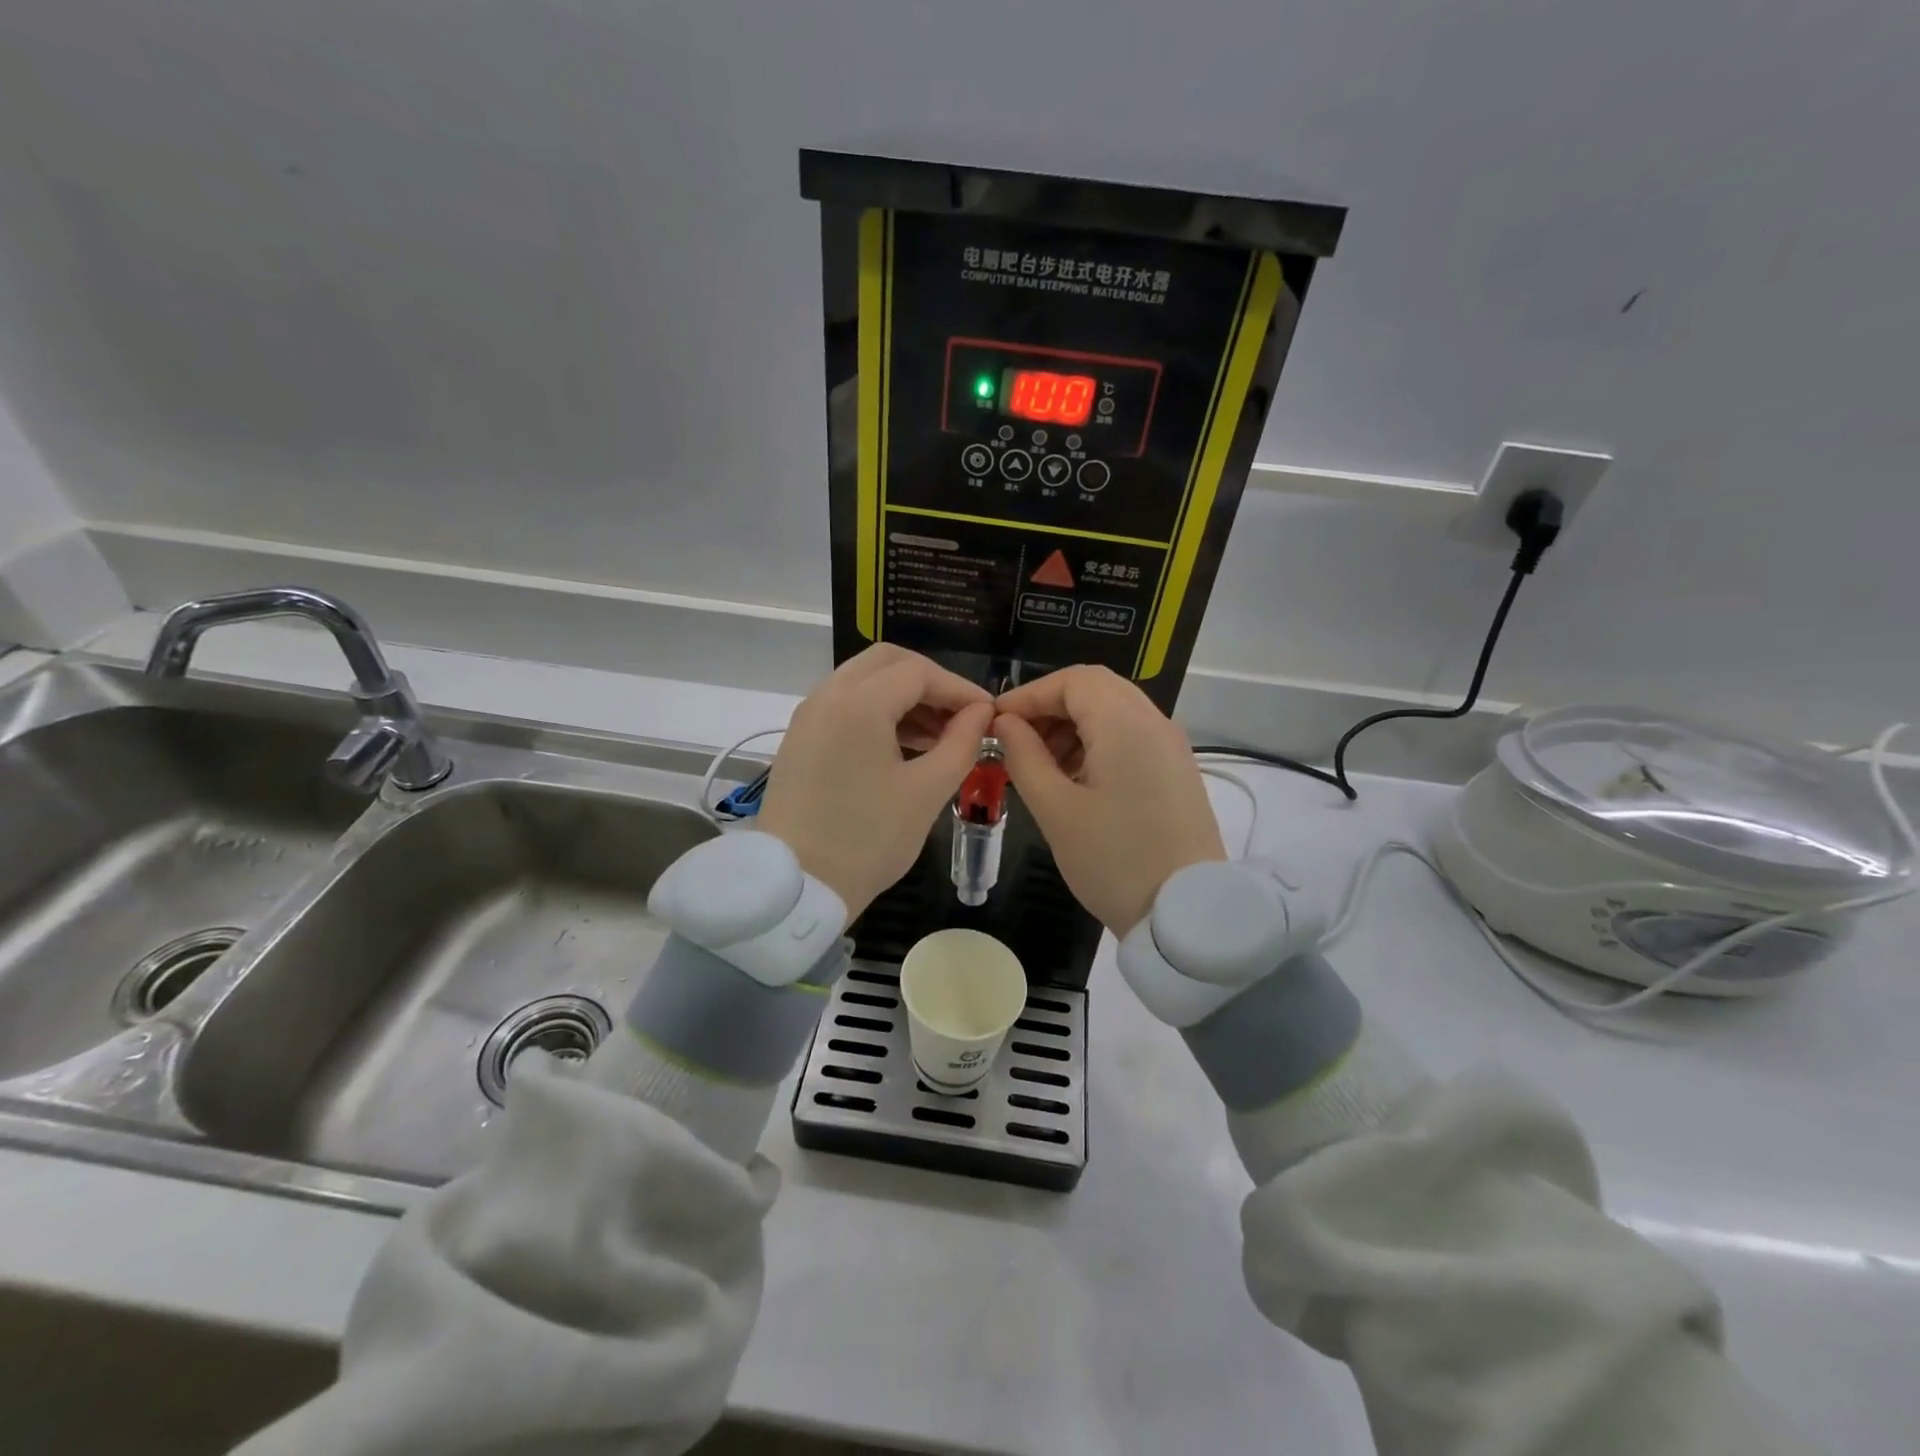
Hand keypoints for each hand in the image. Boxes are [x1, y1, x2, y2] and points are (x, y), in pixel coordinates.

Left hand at [759, 645, 994, 919]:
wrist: (796, 888)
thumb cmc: (868, 840)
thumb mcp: (927, 792)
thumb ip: (961, 743)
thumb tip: (981, 714)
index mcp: (858, 703)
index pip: (919, 673)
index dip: (960, 689)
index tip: (988, 714)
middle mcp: (827, 696)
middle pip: (887, 662)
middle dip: (930, 682)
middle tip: (960, 716)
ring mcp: (808, 716)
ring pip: (864, 681)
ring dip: (904, 697)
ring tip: (940, 735)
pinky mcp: (800, 739)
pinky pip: (845, 705)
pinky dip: (878, 712)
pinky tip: (904, 746)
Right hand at [994, 666, 1224, 935]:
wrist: (1188, 914)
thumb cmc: (1114, 860)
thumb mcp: (1056, 810)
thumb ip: (1024, 756)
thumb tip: (1005, 724)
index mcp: (1126, 724)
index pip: (1073, 680)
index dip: (1029, 694)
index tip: (995, 723)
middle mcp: (1155, 722)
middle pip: (1096, 689)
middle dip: (1050, 708)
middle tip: (1015, 740)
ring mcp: (1172, 746)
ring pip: (1114, 712)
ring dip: (1072, 726)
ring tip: (1040, 765)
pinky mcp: (1177, 771)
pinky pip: (1131, 737)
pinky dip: (1097, 743)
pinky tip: (1075, 779)